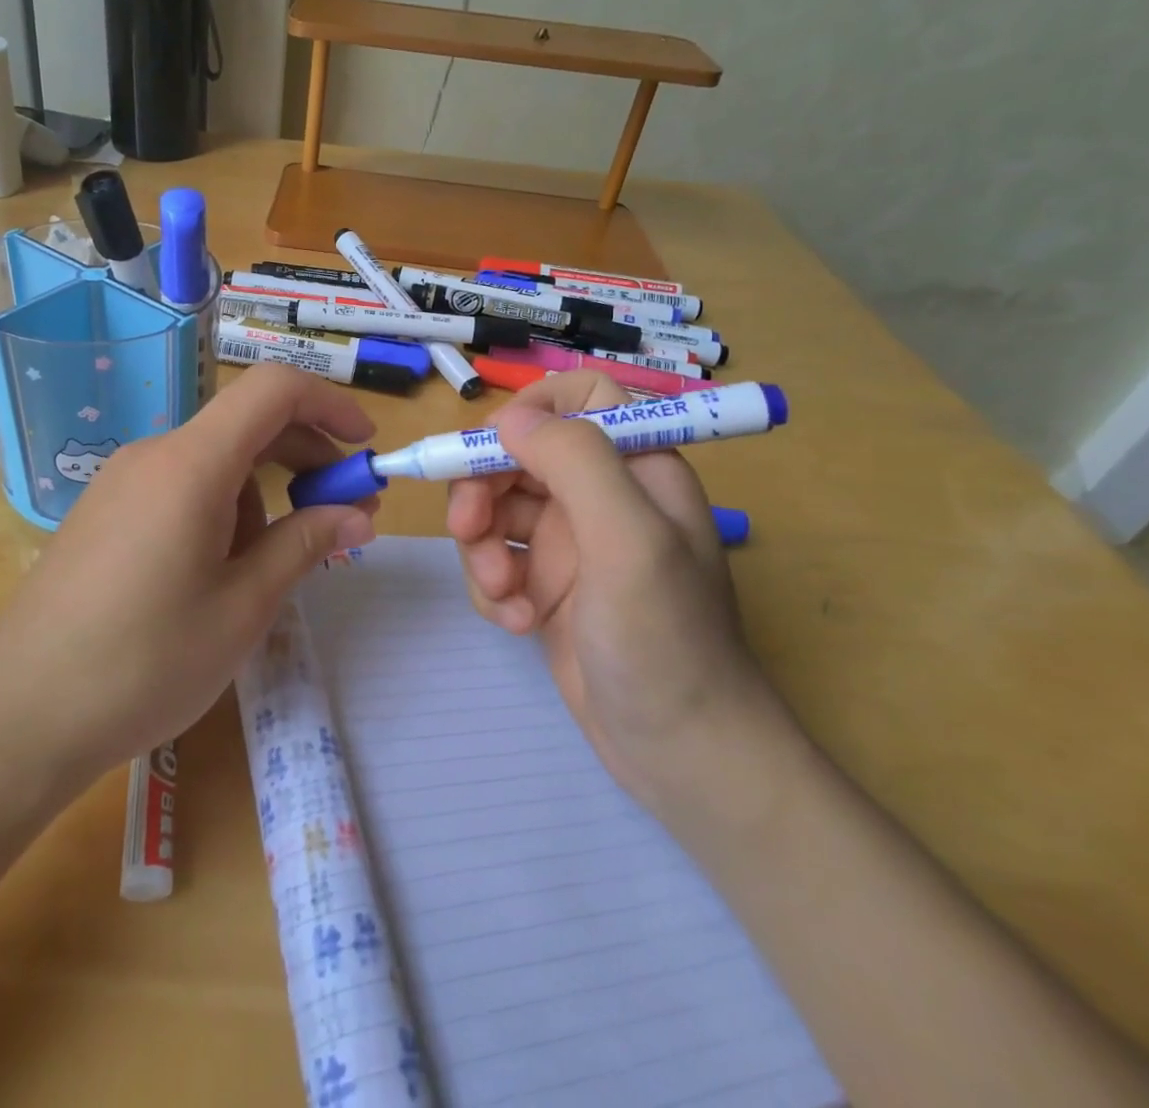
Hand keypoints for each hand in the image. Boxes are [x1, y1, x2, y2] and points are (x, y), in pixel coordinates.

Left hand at [0, 364, 378, 777]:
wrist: (19, 715)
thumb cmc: (145, 662)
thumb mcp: (243, 607)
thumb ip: (304, 545)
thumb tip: (358, 515)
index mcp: (192, 464)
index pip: (273, 390)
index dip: (329, 406)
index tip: (365, 449)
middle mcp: (154, 455)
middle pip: (246, 424)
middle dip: (304, 459)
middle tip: (343, 516)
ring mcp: (122, 482)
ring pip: (215, 461)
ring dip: (262, 495)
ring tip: (271, 568)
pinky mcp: (105, 512)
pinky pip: (181, 486)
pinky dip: (222, 508)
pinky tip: (220, 572)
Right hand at [446, 370, 783, 807]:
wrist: (679, 753)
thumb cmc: (664, 640)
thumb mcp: (627, 541)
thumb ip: (575, 462)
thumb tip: (509, 418)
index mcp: (637, 466)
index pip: (583, 395)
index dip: (534, 408)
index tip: (494, 446)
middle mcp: (602, 494)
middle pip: (519, 453)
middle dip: (484, 489)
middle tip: (468, 531)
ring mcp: (571, 542)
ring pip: (497, 508)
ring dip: (484, 548)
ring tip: (504, 594)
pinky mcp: (547, 585)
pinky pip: (497, 559)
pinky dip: (493, 586)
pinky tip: (515, 622)